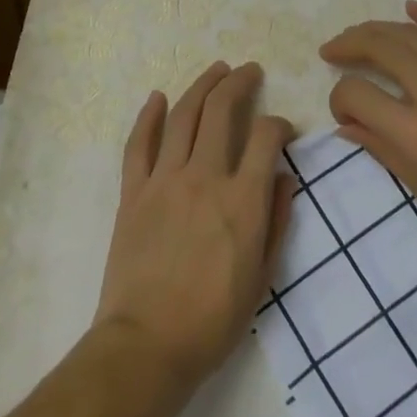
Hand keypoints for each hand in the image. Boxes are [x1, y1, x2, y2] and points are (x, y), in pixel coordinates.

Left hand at [92, 61, 295, 393]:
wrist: (148, 344)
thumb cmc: (213, 320)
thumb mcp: (262, 277)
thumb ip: (276, 220)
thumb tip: (283, 177)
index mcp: (242, 200)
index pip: (265, 137)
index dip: (278, 124)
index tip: (282, 130)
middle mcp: (204, 177)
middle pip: (221, 111)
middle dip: (238, 84)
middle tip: (248, 71)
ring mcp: (164, 180)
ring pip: (182, 116)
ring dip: (200, 86)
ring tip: (215, 71)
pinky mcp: (133, 191)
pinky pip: (138, 144)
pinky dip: (147, 116)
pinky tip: (157, 97)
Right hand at [320, 1, 416, 276]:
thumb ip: (382, 149)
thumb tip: (346, 125)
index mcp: (416, 134)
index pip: (356, 93)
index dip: (339, 97)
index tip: (343, 109)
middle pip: (379, 47)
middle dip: (348, 45)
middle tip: (333, 51)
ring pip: (412, 34)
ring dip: (378, 30)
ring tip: (359, 36)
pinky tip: (410, 8)